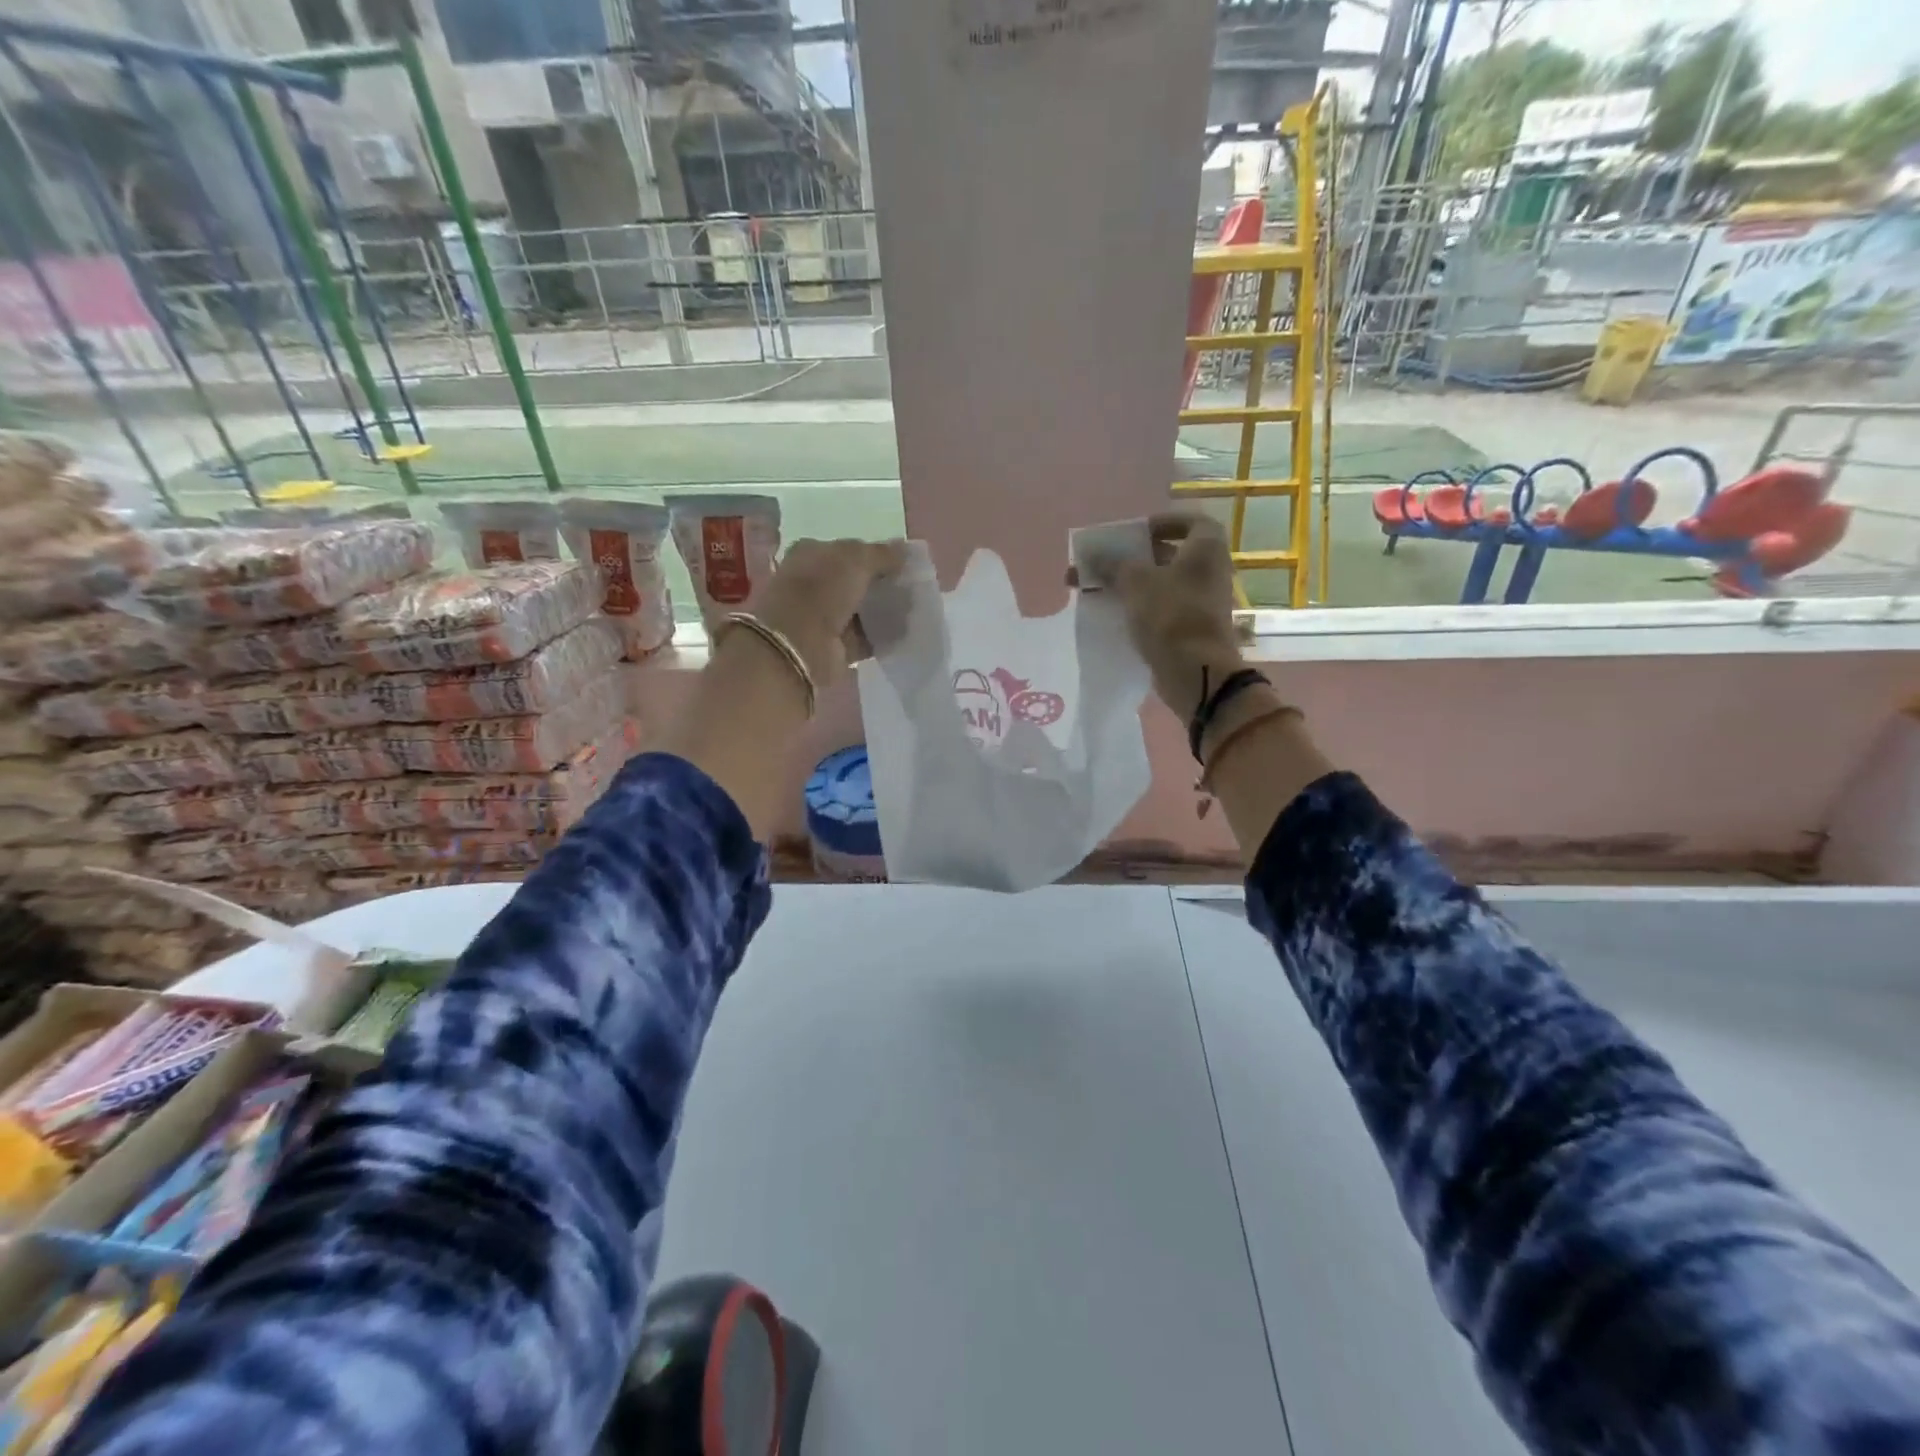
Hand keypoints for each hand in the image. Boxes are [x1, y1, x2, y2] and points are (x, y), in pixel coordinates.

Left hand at [751, 537, 908, 686]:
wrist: (801, 643)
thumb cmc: (823, 589)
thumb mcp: (857, 559)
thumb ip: (882, 553)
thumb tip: (905, 550)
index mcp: (810, 554)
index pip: (847, 551)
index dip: (874, 555)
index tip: (901, 564)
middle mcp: (812, 583)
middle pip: (854, 581)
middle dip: (880, 585)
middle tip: (910, 588)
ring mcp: (820, 616)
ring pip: (859, 610)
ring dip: (882, 611)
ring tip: (911, 610)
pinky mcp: (832, 645)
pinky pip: (863, 638)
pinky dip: (880, 636)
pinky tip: (903, 633)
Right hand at [1082, 514, 1243, 720]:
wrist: (1196, 672)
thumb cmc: (1171, 615)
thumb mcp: (1135, 583)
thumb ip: (1112, 565)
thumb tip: (1091, 554)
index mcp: (1206, 548)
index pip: (1189, 521)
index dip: (1161, 523)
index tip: (1134, 533)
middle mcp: (1210, 571)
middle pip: (1169, 554)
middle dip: (1133, 558)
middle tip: (1104, 563)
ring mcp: (1202, 602)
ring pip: (1162, 584)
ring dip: (1131, 584)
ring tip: (1097, 590)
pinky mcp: (1192, 629)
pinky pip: (1162, 609)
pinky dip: (1139, 607)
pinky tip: (1113, 614)